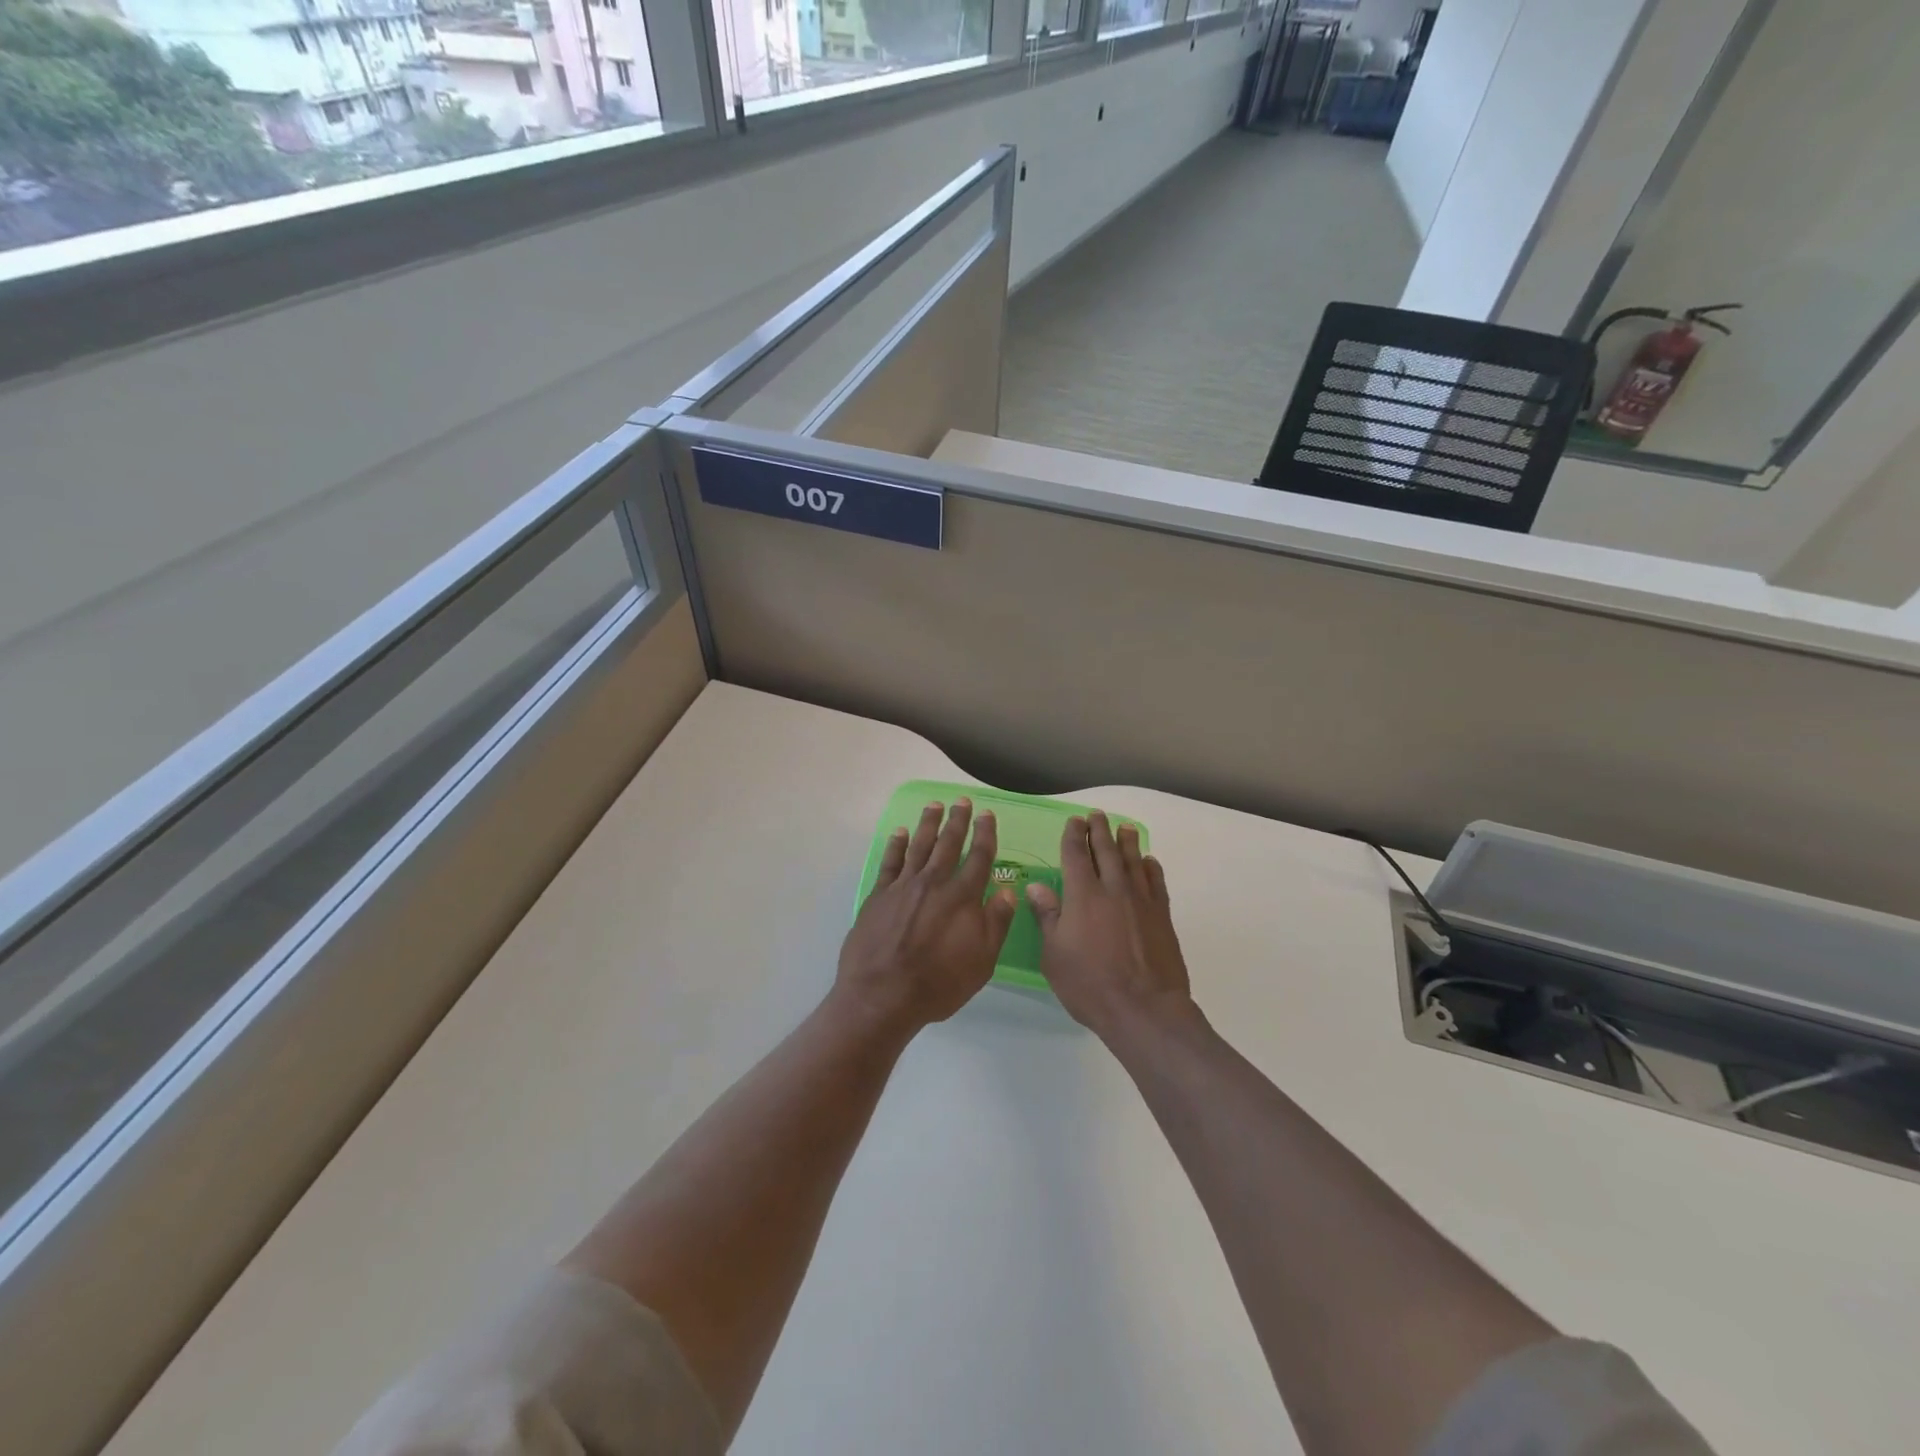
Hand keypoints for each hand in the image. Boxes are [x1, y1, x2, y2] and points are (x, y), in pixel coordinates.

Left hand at [836, 799, 1016, 1032]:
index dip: (985, 834)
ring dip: (928, 824)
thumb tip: (1007, 891)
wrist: (882, 996)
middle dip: (958, 821)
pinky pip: (890, 861)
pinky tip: (900, 832)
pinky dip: (896, 844)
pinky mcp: (879, 895)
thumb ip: (996, 923)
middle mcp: (934, 883)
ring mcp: (903, 886)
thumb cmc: (938, 984)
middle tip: (962, 801)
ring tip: (934, 805)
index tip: (987, 815)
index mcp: (962, 897)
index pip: (979, 857)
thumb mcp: (981, 961)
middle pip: (948, 844)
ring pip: (919, 845)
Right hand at [1026, 811, 1195, 1037]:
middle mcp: (1113, 889)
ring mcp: (1141, 901)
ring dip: (1127, 842)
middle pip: (1106, 850)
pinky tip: (1148, 862)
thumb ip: (1047, 917)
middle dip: (1100, 830)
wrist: (1144, 1008)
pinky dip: (1151, 868)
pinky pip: (1156, 882)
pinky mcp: (1161, 916)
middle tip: (1098, 816)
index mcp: (1082, 895)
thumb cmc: (1089, 984)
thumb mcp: (1054, 955)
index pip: (1075, 854)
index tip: (1074, 821)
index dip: (1074, 835)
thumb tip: (1037, 887)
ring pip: (1133, 861)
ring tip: (1124, 828)